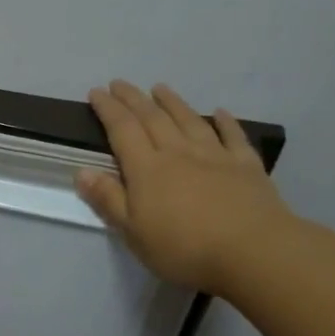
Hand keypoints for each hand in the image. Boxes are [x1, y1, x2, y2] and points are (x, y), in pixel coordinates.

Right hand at [76, 81, 291, 294]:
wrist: (253, 252)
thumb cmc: (184, 248)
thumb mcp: (133, 232)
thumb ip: (108, 199)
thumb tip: (82, 171)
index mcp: (147, 169)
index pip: (122, 130)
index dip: (108, 109)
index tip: (97, 92)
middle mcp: (178, 153)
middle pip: (153, 118)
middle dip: (134, 99)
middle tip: (120, 83)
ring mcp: (215, 156)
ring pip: (189, 120)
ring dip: (172, 102)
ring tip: (160, 88)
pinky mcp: (246, 166)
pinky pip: (233, 136)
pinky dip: (225, 122)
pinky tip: (220, 112)